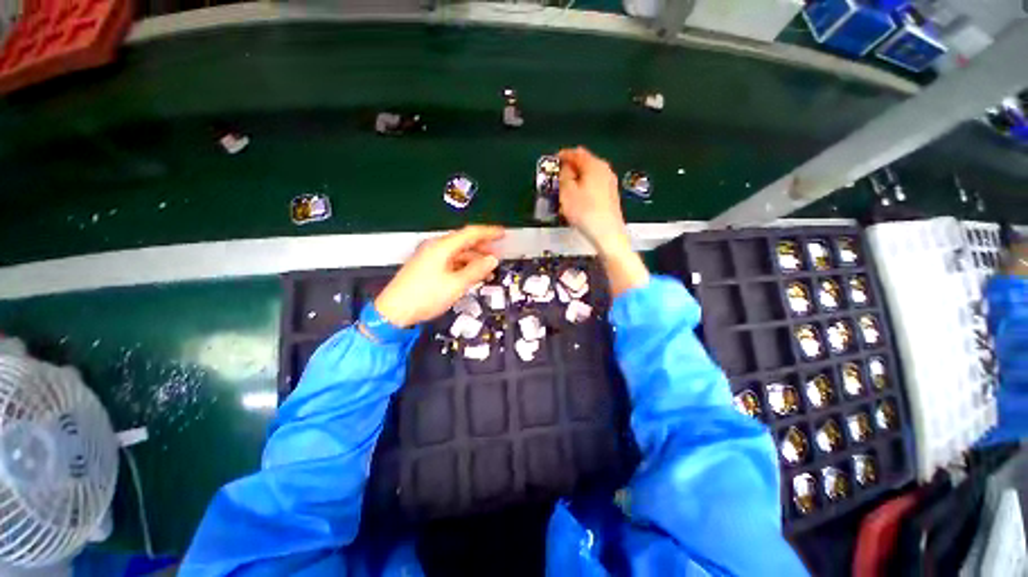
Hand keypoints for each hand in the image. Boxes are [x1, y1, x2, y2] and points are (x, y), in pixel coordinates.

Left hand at [375, 225, 504, 327]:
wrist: (393, 311)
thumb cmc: (424, 296)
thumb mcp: (456, 285)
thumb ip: (476, 270)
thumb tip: (492, 260)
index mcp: (442, 247)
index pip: (470, 233)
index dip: (488, 232)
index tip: (502, 233)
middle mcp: (435, 247)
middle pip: (464, 241)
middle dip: (482, 246)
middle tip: (498, 253)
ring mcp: (430, 257)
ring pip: (458, 252)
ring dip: (474, 258)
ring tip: (488, 267)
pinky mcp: (427, 267)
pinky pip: (451, 261)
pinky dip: (464, 265)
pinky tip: (471, 274)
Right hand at [558, 147, 629, 255]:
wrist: (607, 233)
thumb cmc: (584, 211)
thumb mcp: (567, 192)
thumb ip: (564, 176)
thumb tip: (566, 168)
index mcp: (594, 165)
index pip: (576, 153)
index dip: (563, 155)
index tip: (554, 160)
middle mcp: (605, 170)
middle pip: (585, 163)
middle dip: (571, 168)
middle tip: (558, 177)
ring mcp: (610, 183)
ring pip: (590, 175)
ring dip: (577, 179)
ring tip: (566, 189)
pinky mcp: (611, 195)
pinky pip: (594, 185)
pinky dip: (584, 187)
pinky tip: (578, 199)